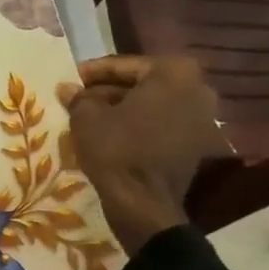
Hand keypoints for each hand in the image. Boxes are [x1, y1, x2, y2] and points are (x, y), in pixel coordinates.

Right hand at [58, 56, 227, 256]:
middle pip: (141, 83)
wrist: (144, 203)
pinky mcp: (195, 142)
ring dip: (120, 108)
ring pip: (150, 104)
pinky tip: (108, 133)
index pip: (123, 65)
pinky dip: (136, 125)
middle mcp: (196, 87)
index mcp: (173, 72)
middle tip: (77, 98)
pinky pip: (160, 123)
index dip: (90, 73)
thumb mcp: (87, 119)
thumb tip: (67, 87)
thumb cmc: (117, 150)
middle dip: (107, 91)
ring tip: (88, 116)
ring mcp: (201, 116)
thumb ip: (78, 97)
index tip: (68, 80)